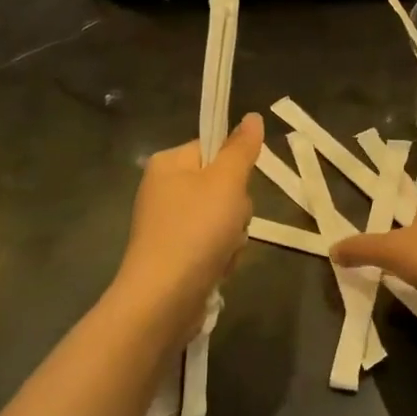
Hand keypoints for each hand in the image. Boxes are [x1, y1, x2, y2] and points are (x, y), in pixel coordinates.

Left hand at [114, 114, 263, 325]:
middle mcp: (163, 190)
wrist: (163, 299)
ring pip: (223, 219)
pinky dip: (221, 257)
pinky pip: (212, 245)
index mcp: (168, 164)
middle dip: (236, 210)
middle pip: (222, 186)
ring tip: (223, 252)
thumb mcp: (226, 182)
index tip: (238, 189)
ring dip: (233, 237)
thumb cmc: (195, 231)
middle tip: (231, 224)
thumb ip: (242, 149)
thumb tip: (252, 116)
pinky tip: (216, 269)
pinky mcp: (175, 255)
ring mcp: (168, 225)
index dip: (235, 168)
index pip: (214, 148)